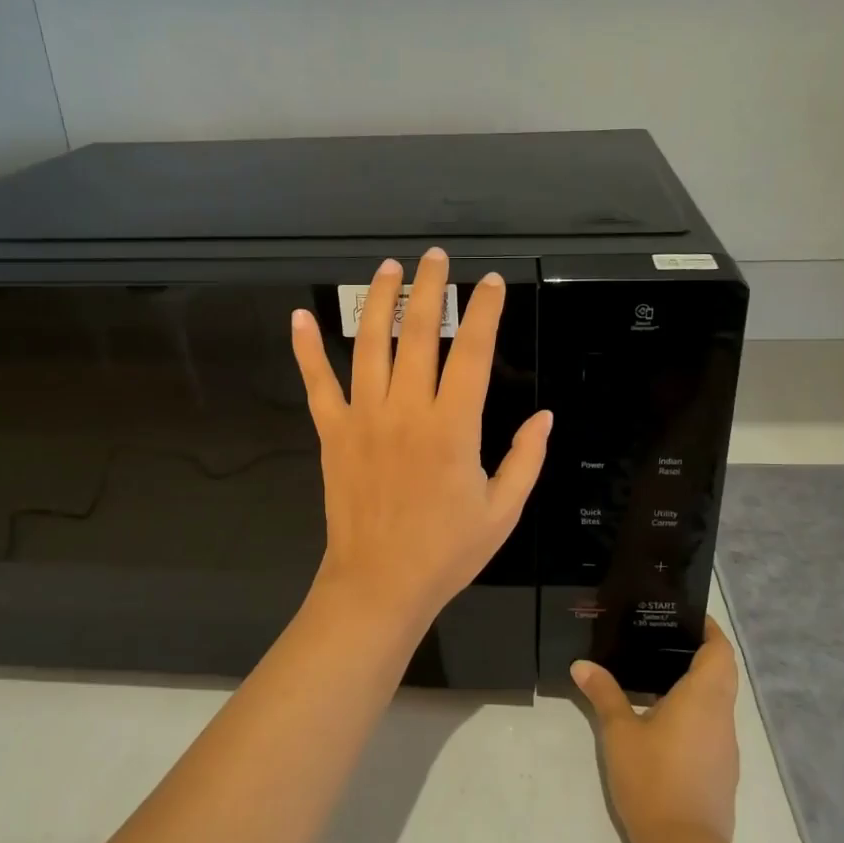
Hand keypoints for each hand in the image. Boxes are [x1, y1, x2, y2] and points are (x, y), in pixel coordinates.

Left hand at [291, 248, 551, 632]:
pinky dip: (307, 350)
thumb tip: (544, 417)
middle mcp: (406, 411)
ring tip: (387, 269)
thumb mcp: (503, 511)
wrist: (379, 585)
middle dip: (429, 288)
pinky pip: (317, 384)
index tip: (490, 282)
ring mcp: (363, 418)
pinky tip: (299, 318)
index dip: (483, 311)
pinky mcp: (332, 433)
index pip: (471, 352)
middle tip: (435, 258)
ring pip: (369, 345)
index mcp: (452, 427)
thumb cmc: (447, 551)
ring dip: (378, 301)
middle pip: (417, 334)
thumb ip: (527, 458)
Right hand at [573, 617, 740, 842]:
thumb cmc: (653, 779)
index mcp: (704, 698)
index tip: (687, 617)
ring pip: (719, 701)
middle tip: (663, 640)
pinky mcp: (722, 771)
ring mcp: (726, 747)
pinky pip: (713, 726)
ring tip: (657, 675)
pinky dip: (696, 712)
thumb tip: (582, 665)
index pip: (720, 651)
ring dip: (698, 684)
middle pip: (723, 673)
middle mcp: (722, 717)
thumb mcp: (620, 732)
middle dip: (701, 653)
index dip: (710, 630)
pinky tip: (664, 720)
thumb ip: (604, 694)